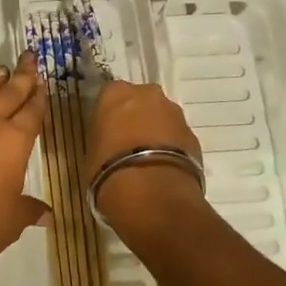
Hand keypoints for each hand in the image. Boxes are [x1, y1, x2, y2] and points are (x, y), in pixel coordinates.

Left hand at [0, 53, 49, 285]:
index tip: (43, 80)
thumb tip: (46, 214)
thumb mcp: (14, 219)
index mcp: (15, 141)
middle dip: (21, 75)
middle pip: (9, 94)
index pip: (32, 111)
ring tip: (0, 70)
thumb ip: (30, 209)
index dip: (39, 95)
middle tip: (28, 56)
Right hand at [84, 80, 204, 231]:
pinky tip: (164, 168)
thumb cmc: (109, 169)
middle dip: (137, 117)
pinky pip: (177, 138)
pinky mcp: (194, 135)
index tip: (107, 131)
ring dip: (157, 132)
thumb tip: (111, 143)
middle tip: (128, 143)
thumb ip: (104, 138)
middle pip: (141, 101)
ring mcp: (174, 113)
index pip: (110, 95)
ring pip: (162, 118)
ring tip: (148, 159)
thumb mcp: (92, 151)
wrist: (152, 192)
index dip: (109, 114)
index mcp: (115, 93)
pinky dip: (172, 148)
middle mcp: (147, 94)